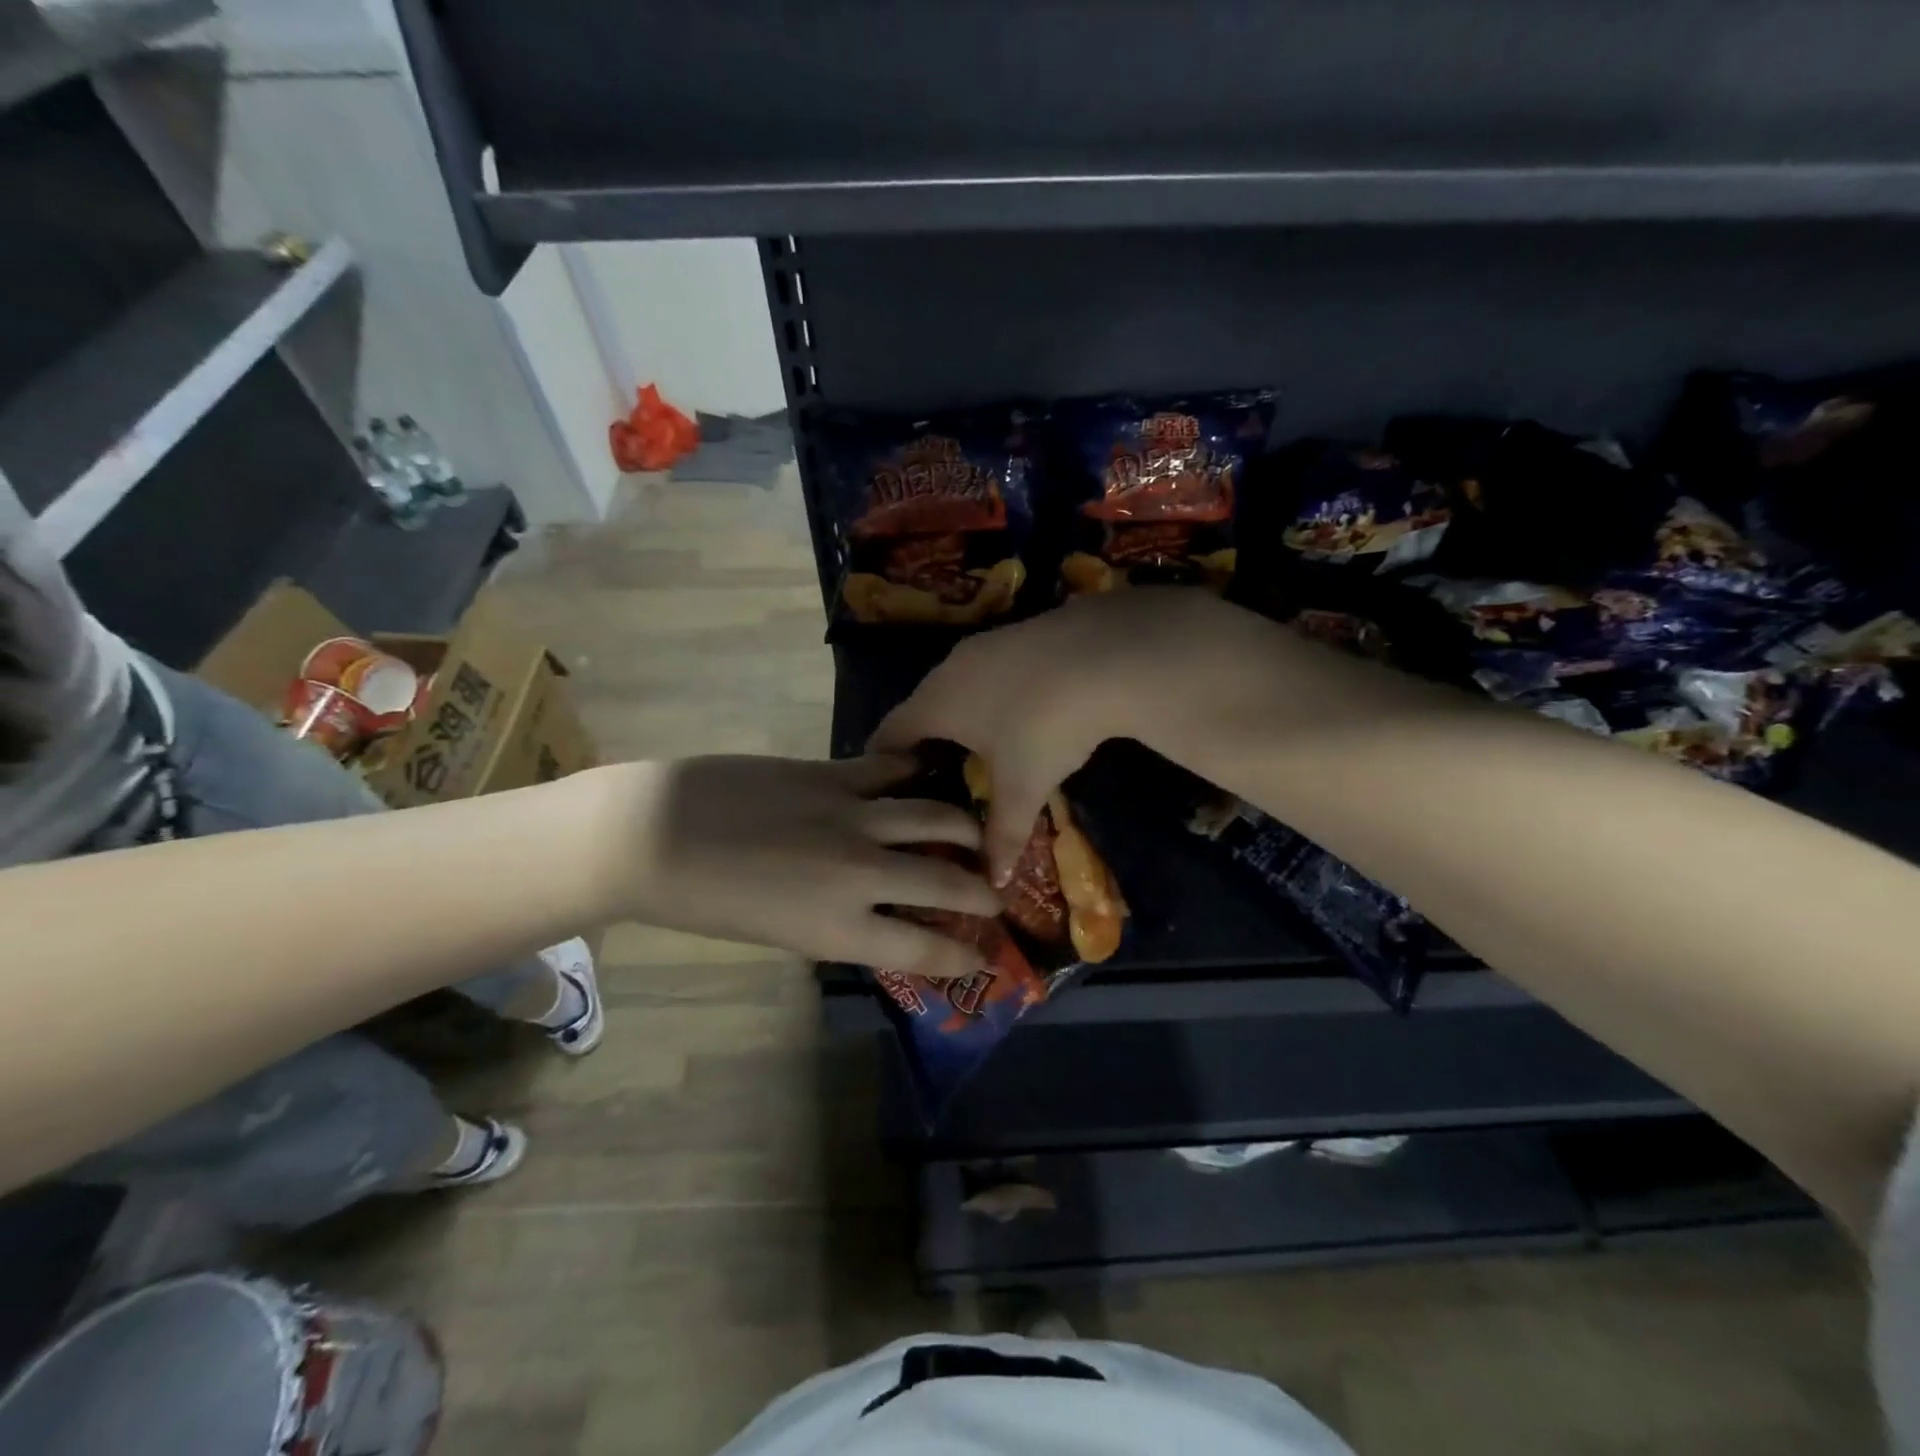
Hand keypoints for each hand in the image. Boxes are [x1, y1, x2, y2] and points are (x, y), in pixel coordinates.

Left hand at [603, 754, 1002, 978]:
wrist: (652, 835)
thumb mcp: (780, 933)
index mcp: (836, 930)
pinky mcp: (830, 774)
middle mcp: (858, 875)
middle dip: (982, 893)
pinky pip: (891, 771)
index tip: (982, 958)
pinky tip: (929, 773)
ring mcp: (850, 817)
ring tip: (977, 831)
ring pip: (933, 817)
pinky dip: (916, 774)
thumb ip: (837, 923)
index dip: (960, 957)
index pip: (921, 950)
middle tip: (996, 894)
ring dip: (964, 827)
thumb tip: (879, 911)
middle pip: (944, 884)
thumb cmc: (705, 901)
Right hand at [872, 589, 1258, 879]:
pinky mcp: (1019, 632)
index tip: (885, 791)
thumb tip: (992, 881)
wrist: (1106, 653)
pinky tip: (1018, 714)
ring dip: (960, 717)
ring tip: (975, 751)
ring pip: (957, 686)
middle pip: (921, 708)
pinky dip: (991, 697)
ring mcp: (985, 644)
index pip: (888, 734)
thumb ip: (1002, 835)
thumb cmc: (1045, 726)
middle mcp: (949, 668)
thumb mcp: (1023, 787)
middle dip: (923, 743)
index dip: (881, 764)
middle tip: (932, 780)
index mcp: (935, 703)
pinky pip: (989, 672)